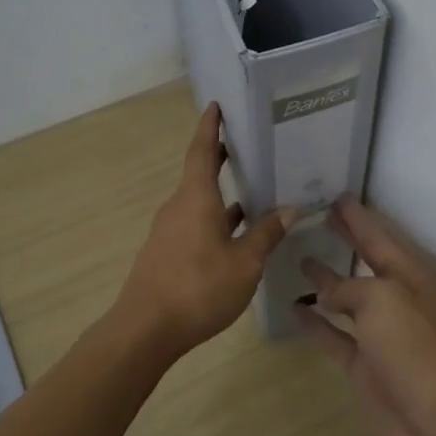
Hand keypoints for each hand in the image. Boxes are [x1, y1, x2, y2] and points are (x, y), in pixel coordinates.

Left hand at [114, 102, 294, 356]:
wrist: (146, 329)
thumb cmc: (198, 288)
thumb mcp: (244, 263)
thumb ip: (266, 234)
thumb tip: (290, 208)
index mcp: (196, 198)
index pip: (202, 151)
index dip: (210, 127)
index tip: (215, 106)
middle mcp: (179, 207)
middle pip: (199, 173)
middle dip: (220, 157)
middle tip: (245, 143)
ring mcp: (170, 230)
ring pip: (199, 201)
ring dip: (221, 192)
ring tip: (252, 187)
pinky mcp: (167, 252)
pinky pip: (195, 222)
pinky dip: (216, 218)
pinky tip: (235, 231)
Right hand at [294, 197, 435, 435]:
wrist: (428, 420)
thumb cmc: (410, 347)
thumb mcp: (381, 298)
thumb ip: (349, 287)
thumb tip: (326, 293)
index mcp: (413, 277)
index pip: (380, 238)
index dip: (358, 217)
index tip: (337, 196)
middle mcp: (399, 300)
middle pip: (367, 261)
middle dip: (346, 240)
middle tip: (319, 216)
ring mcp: (381, 333)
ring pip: (349, 297)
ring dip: (327, 280)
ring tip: (301, 257)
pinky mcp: (365, 363)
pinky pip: (335, 334)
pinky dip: (317, 322)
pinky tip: (295, 307)